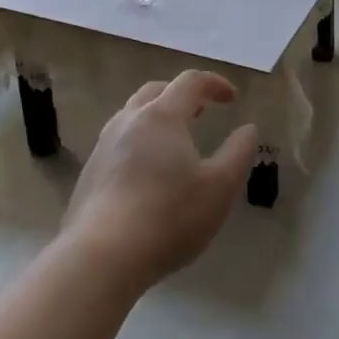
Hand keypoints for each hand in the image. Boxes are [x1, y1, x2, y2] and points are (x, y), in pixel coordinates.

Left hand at [60, 70, 260, 291]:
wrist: (102, 257)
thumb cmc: (169, 217)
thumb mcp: (220, 188)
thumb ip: (239, 153)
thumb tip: (248, 128)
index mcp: (162, 116)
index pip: (190, 81)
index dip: (215, 84)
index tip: (233, 99)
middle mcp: (129, 120)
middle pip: (156, 91)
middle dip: (182, 95)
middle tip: (202, 112)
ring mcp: (103, 145)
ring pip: (132, 115)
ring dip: (157, 117)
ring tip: (175, 142)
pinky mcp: (89, 172)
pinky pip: (119, 141)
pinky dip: (140, 141)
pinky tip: (148, 172)